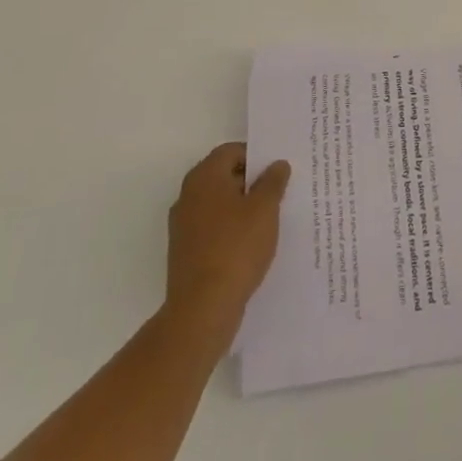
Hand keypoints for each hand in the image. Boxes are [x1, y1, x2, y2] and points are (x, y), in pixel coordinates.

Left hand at [165, 143, 290, 337]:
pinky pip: (213, 228)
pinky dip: (231, 229)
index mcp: (204, 177)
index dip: (256, 156)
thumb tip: (277, 165)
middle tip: (278, 192)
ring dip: (242, 207)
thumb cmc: (236, 248)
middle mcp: (188, 195)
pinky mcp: (185, 252)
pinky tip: (251, 244)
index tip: (277, 170)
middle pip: (223, 176)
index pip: (231, 151)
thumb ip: (273, 182)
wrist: (202, 309)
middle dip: (251, 182)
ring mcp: (183, 226)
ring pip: (218, 204)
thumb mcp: (265, 209)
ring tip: (269, 219)